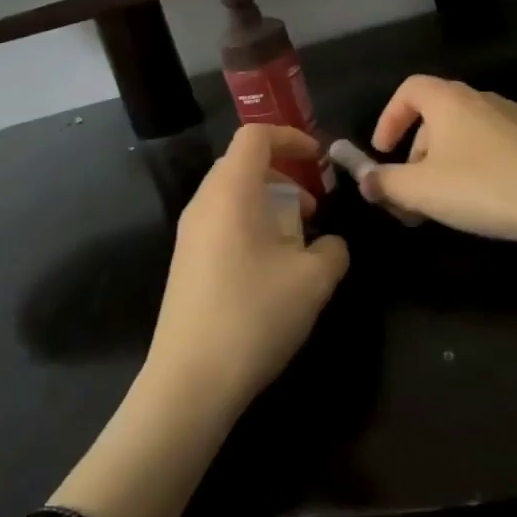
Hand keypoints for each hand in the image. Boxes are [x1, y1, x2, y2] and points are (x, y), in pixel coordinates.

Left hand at [146, 125, 349, 416]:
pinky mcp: (184, 262)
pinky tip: (270, 269)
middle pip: (242, 164)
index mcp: (230, 191)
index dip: (291, 137)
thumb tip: (331, 244)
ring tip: (296, 241)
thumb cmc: (254, 315)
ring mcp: (189, 234)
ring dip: (268, 203)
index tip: (318, 160)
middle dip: (283, 175)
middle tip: (312, 207)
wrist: (190, 381)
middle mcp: (203, 203)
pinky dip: (250, 225)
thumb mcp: (312, 281)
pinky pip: (220, 222)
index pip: (255, 136)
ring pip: (231, 195)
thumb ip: (332, 250)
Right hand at [359, 75, 516, 248]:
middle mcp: (484, 97)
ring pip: (473, 129)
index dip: (390, 118)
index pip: (409, 89)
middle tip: (418, 189)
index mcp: (449, 100)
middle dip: (421, 151)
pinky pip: (507, 143)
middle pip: (439, 114)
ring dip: (455, 157)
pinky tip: (498, 193)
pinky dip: (491, 161)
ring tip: (456, 197)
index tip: (384, 152)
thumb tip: (365, 180)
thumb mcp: (421, 191)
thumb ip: (386, 183)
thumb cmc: (482, 188)